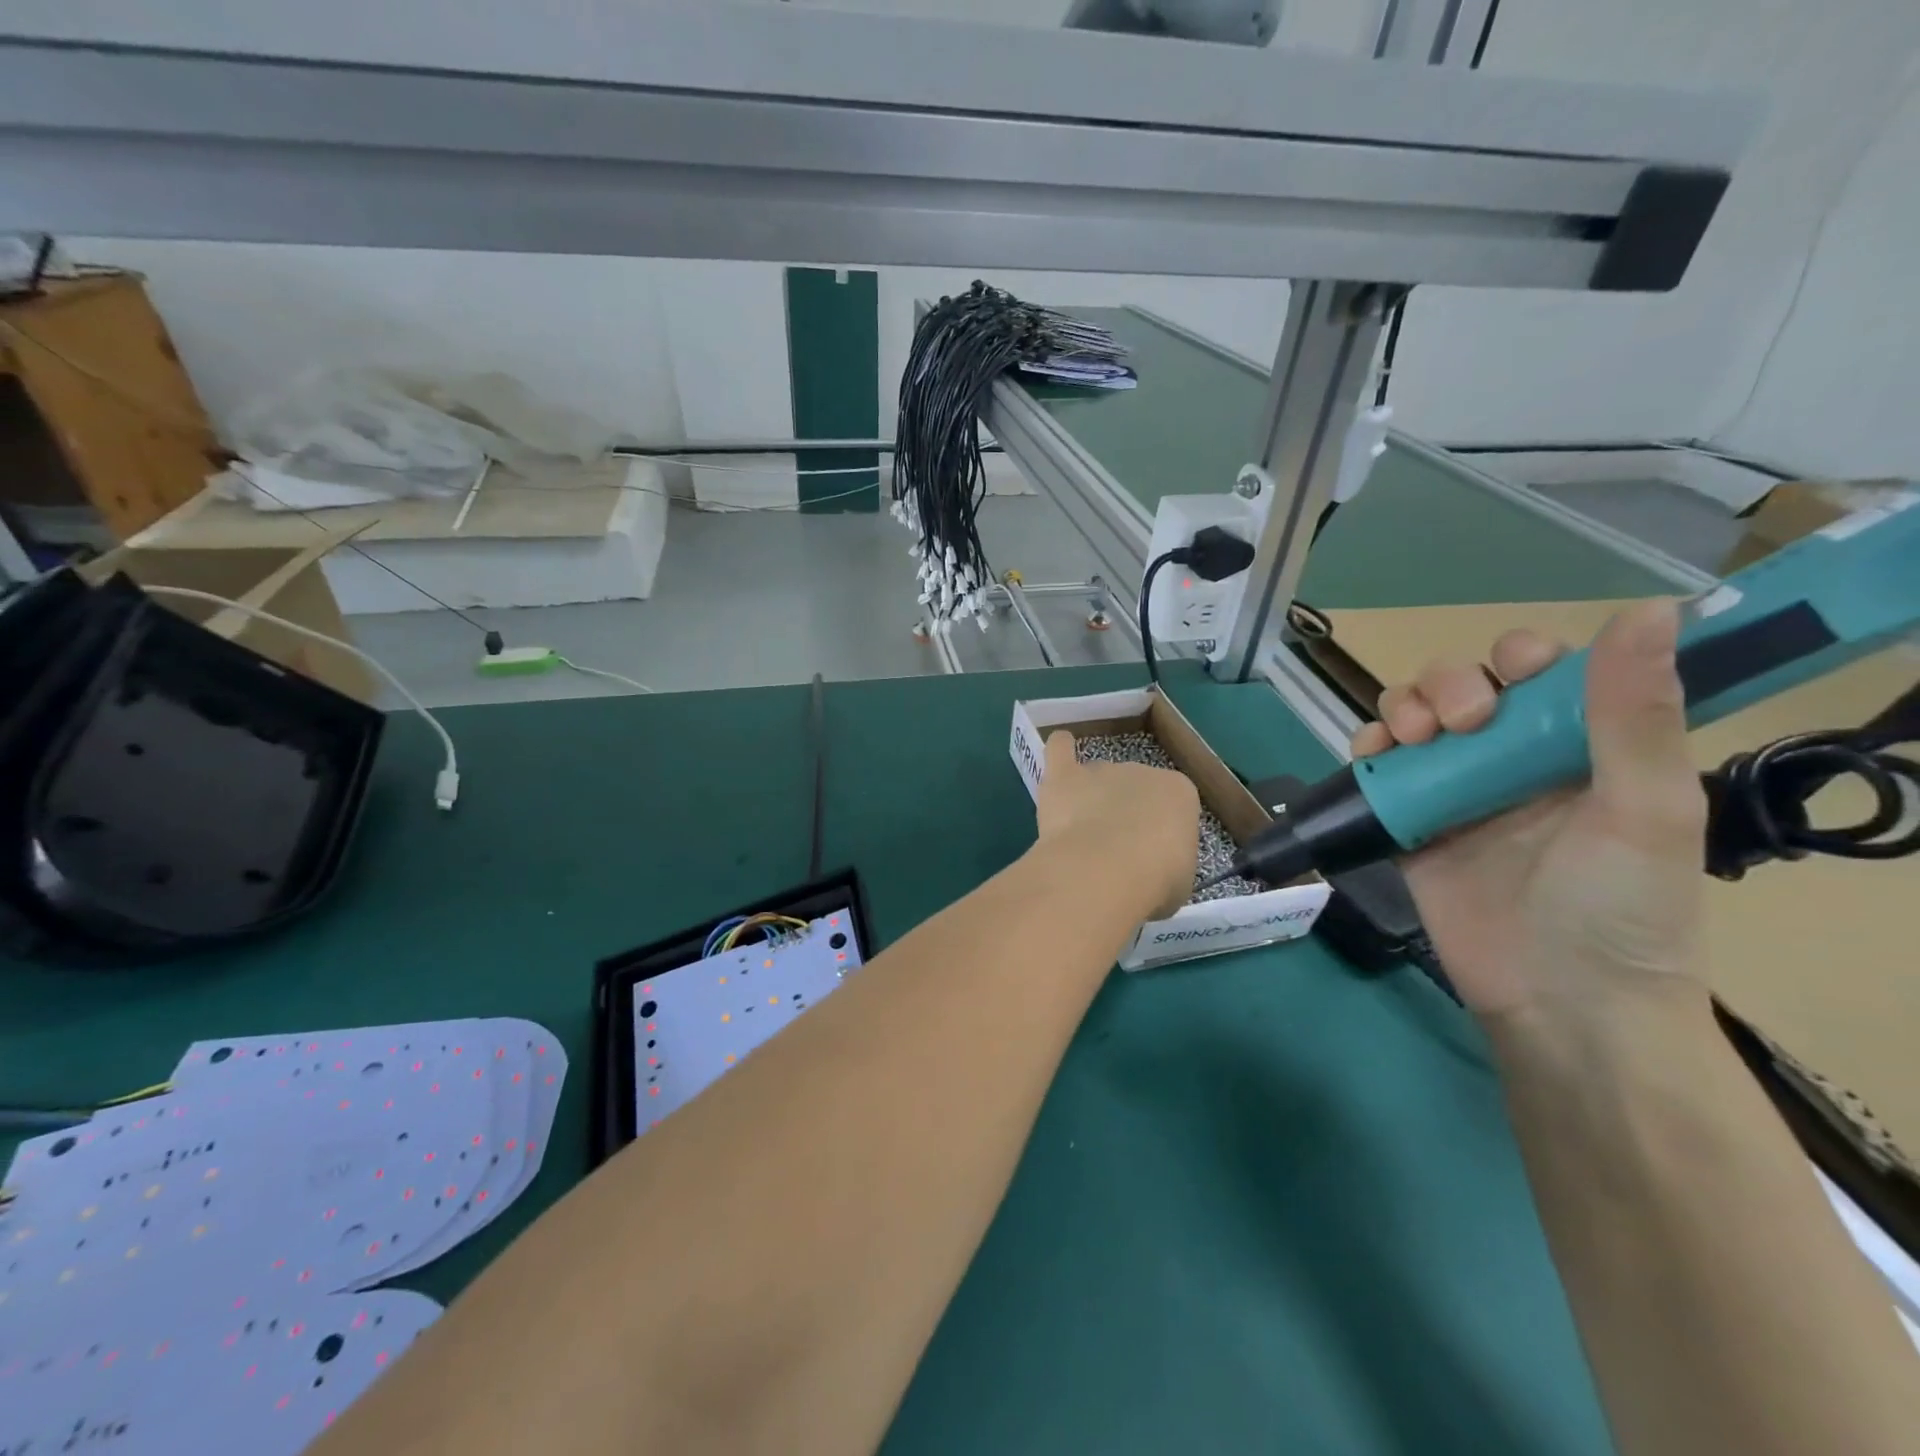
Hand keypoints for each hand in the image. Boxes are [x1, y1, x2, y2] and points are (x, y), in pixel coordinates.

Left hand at [1034, 731, 1199, 919]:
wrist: (1105, 870)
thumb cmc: (1153, 881)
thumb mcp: (1178, 880)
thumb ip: (1164, 863)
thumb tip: (1147, 869)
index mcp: (1179, 793)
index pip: (1172, 806)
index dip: (1159, 835)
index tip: (1150, 859)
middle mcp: (1141, 771)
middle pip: (1132, 791)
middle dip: (1124, 818)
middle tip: (1112, 854)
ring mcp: (1101, 770)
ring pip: (1097, 780)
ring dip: (1091, 801)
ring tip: (1081, 835)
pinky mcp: (1064, 776)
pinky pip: (1060, 749)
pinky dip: (1060, 749)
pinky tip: (1059, 753)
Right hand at [1351, 600, 1708, 1021]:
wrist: (1559, 1005)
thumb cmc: (1619, 907)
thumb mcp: (1645, 808)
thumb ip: (1634, 715)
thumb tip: (1649, 609)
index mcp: (1578, 748)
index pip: (1539, 674)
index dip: (1516, 661)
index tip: (1510, 685)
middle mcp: (1512, 761)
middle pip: (1462, 687)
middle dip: (1447, 686)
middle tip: (1459, 722)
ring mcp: (1455, 792)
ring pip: (1412, 720)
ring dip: (1400, 709)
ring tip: (1408, 738)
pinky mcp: (1409, 824)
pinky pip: (1377, 771)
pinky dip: (1365, 751)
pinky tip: (1372, 757)